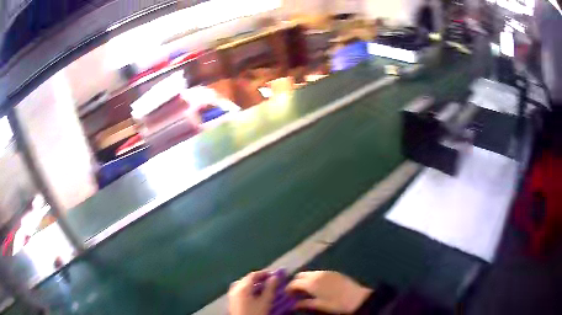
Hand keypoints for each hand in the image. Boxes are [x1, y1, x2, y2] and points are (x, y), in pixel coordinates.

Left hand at [228, 271, 276, 314]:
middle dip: (258, 278)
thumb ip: (270, 288)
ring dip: (252, 284)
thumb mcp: (265, 301)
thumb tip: (275, 277)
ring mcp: (231, 295)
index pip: (253, 275)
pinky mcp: (231, 301)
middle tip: (269, 281)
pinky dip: (247, 289)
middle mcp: (235, 288)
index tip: (273, 275)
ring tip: (262, 287)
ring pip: (242, 284)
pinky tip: (253, 295)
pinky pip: (239, 290)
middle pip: (246, 279)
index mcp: (243, 287)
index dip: (263, 273)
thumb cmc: (256, 313)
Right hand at [286, 271, 371, 313]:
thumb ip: (305, 303)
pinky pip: (318, 273)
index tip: (286, 295)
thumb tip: (293, 304)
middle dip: (295, 282)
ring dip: (304, 280)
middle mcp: (317, 274)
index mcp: (311, 283)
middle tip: (295, 292)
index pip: (294, 283)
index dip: (288, 289)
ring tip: (305, 290)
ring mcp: (326, 272)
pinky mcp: (333, 272)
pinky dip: (313, 278)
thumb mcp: (319, 305)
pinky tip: (316, 286)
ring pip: (309, 273)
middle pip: (300, 275)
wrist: (358, 298)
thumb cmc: (336, 303)